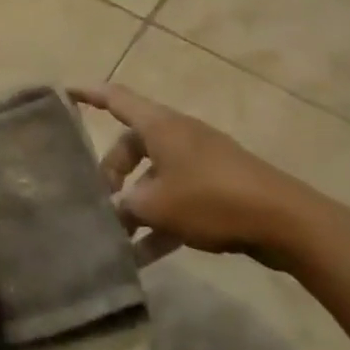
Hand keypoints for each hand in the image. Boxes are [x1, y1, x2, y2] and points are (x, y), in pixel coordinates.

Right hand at [70, 85, 313, 263]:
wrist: (284, 220)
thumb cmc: (211, 198)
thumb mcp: (157, 205)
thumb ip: (126, 207)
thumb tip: (114, 212)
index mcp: (159, 126)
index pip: (116, 99)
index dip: (89, 94)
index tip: (65, 92)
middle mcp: (177, 135)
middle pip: (133, 144)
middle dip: (112, 172)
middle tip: (100, 202)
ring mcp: (200, 161)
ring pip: (155, 176)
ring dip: (137, 204)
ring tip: (119, 238)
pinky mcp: (218, 187)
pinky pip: (178, 198)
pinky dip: (162, 222)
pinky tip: (146, 257)